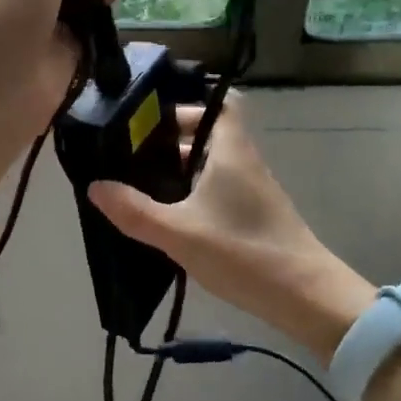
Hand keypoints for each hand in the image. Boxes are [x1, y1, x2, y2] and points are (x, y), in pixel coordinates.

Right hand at [87, 96, 374, 362]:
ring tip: (139, 184)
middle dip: (169, 140)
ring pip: (211, 164)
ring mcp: (252, 190)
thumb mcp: (179, 233)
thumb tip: (95, 186)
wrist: (305, 297)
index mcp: (231, 151)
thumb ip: (135, 211)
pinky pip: (217, 189)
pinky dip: (193, 193)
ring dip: (179, 170)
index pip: (219, 103)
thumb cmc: (243, 252)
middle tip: (130, 154)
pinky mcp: (254, 215)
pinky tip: (169, 216)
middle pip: (208, 134)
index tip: (150, 117)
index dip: (187, 104)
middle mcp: (244, 162)